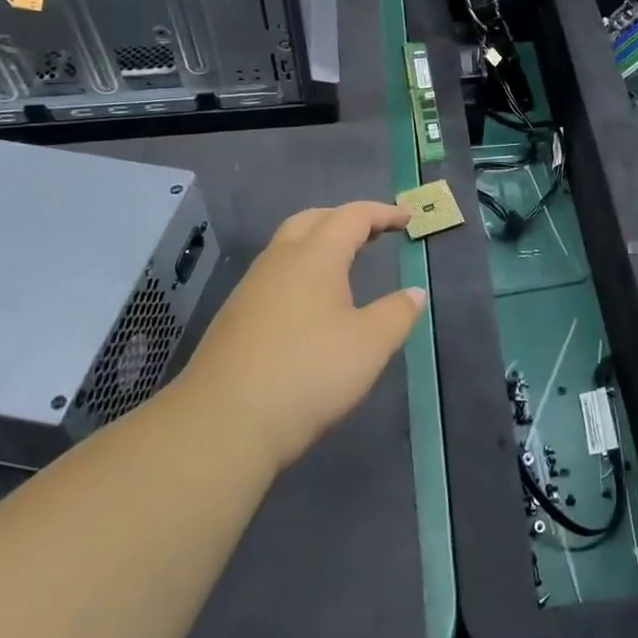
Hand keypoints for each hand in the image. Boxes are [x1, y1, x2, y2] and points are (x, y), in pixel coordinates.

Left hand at [178, 202, 424, 474]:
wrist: (223, 424)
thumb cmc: (307, 374)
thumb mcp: (369, 346)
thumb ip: (397, 313)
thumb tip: (414, 292)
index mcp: (314, 257)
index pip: (352, 216)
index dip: (383, 213)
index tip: (409, 218)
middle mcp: (279, 261)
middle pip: (312, 220)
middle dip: (346, 219)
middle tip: (375, 232)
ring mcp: (251, 289)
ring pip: (288, 247)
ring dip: (319, 244)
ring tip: (346, 265)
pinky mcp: (235, 317)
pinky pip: (275, 276)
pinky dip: (301, 272)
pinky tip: (311, 305)